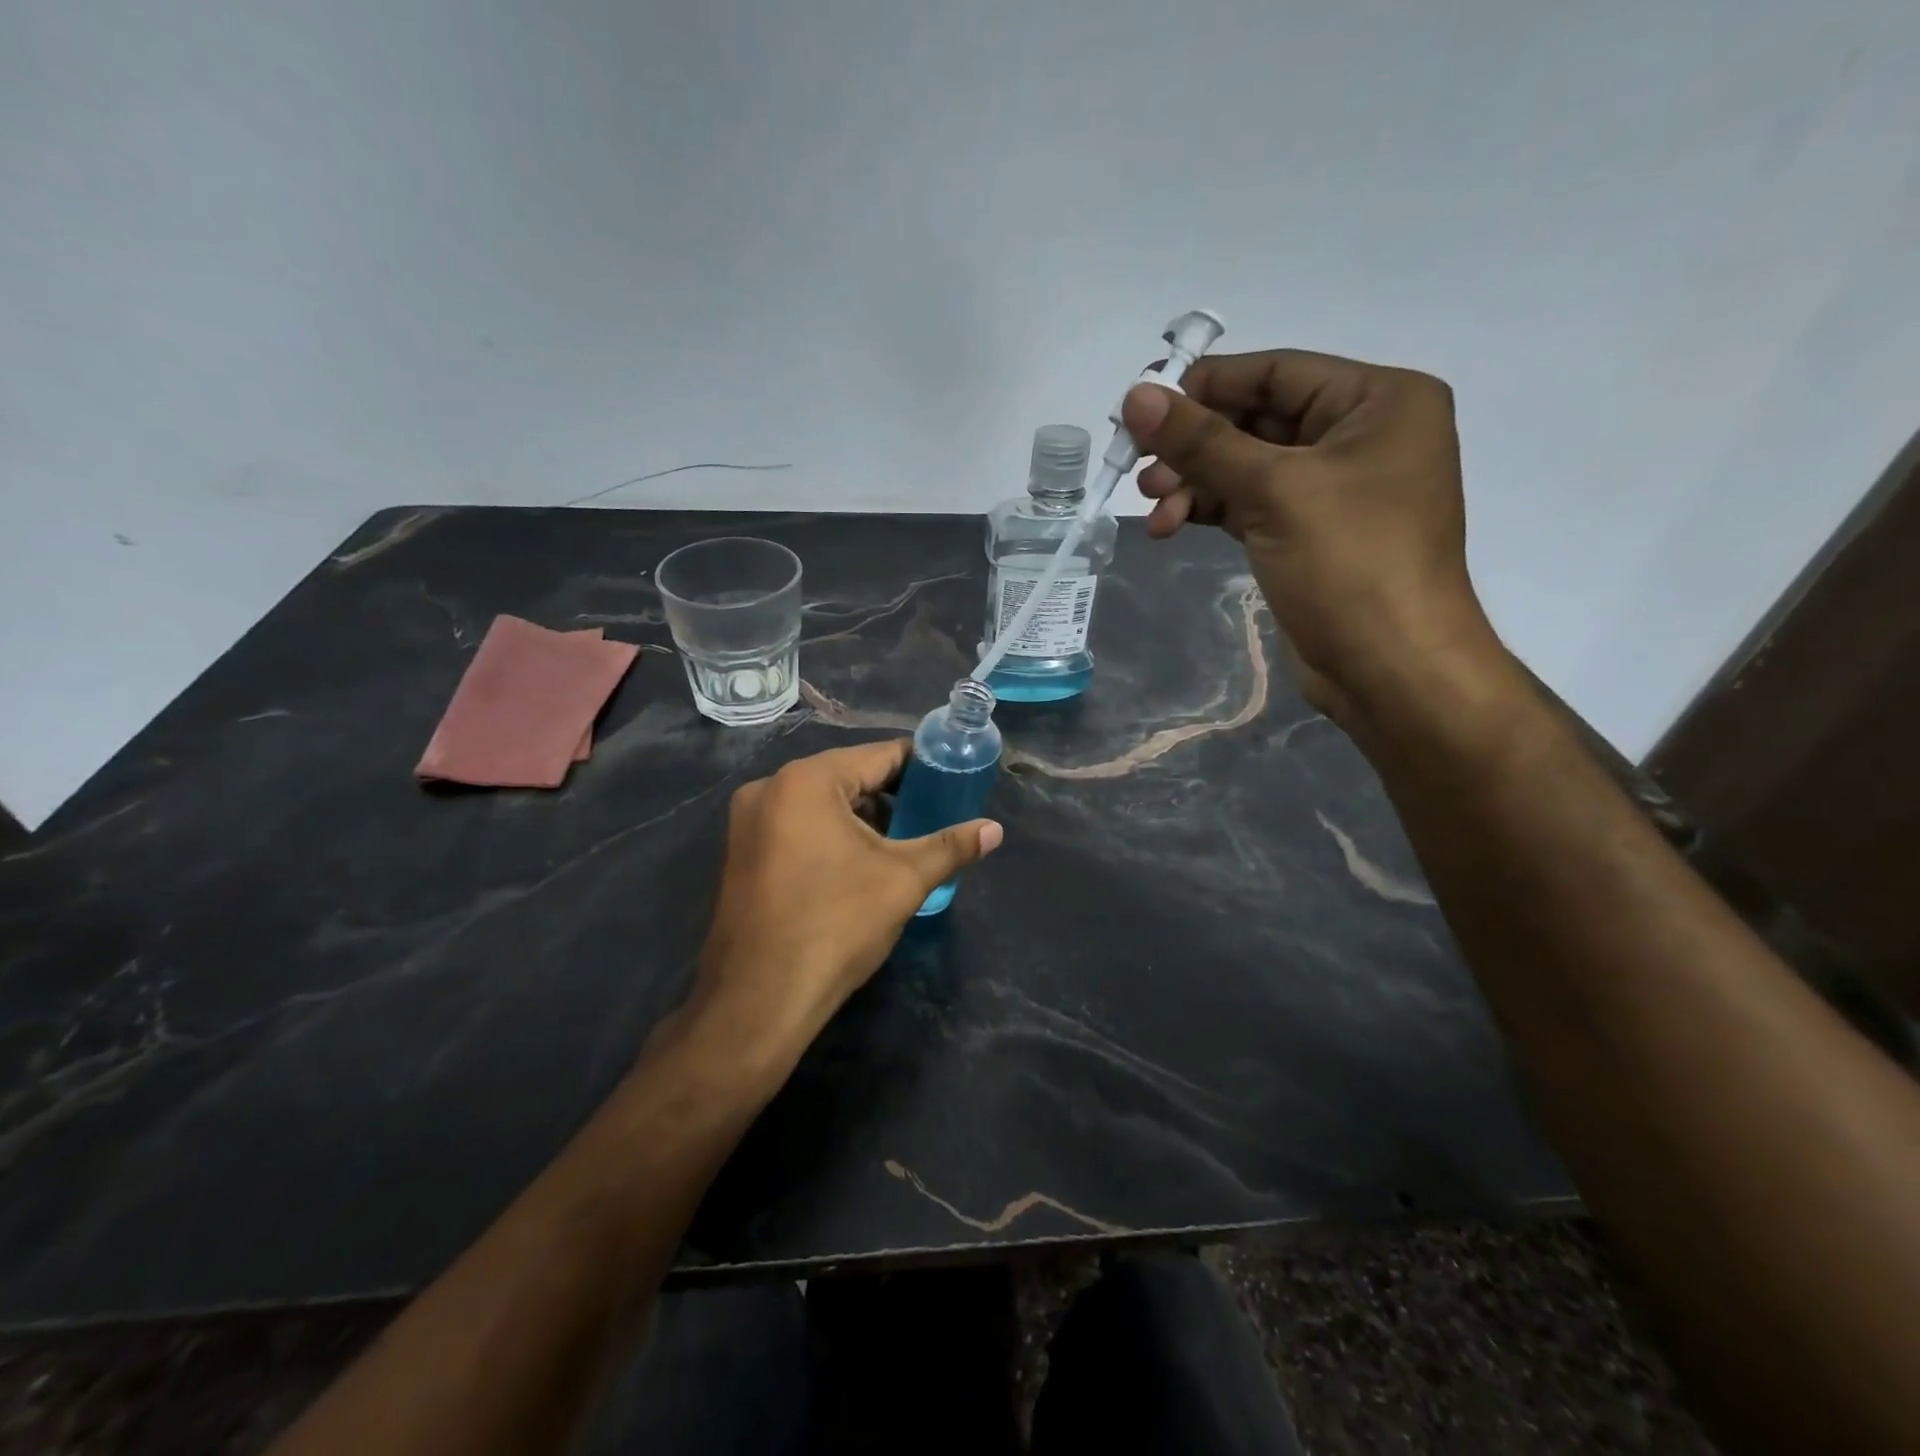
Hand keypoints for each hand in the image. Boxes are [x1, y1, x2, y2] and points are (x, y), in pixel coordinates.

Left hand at [686, 740, 1002, 1058]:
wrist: (759, 1001)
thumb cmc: (835, 926)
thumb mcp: (903, 880)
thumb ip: (951, 846)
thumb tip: (995, 830)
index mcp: (806, 781)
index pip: (879, 755)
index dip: (921, 766)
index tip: (952, 780)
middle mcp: (770, 788)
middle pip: (848, 776)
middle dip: (892, 796)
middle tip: (932, 816)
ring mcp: (749, 822)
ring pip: (822, 804)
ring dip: (862, 817)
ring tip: (902, 842)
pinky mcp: (742, 853)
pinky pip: (798, 826)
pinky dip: (831, 835)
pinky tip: (859, 863)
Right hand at [1123, 351, 1499, 725]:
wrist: (1390, 668)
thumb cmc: (1350, 564)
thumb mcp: (1273, 491)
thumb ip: (1202, 441)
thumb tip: (1135, 396)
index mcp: (1379, 400)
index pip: (1276, 372)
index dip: (1205, 387)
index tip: (1142, 411)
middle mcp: (1361, 434)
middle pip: (1256, 420)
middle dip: (1194, 447)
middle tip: (1139, 469)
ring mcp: (1335, 487)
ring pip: (1246, 466)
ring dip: (1194, 482)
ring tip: (1153, 507)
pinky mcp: (1309, 532)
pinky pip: (1250, 504)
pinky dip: (1210, 510)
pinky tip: (1170, 527)